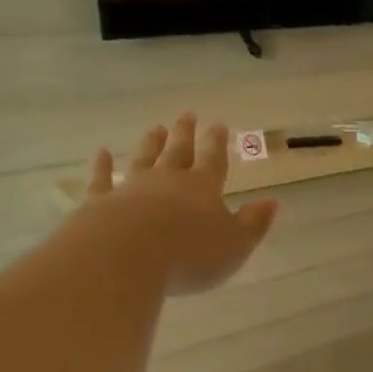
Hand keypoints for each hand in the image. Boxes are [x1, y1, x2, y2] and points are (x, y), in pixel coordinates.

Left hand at [85, 114, 278, 295]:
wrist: (127, 256)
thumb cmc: (190, 254)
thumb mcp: (234, 245)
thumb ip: (253, 224)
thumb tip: (272, 202)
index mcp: (203, 188)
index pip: (213, 160)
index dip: (217, 143)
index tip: (218, 125)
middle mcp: (167, 180)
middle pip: (177, 152)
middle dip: (185, 133)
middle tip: (187, 114)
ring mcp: (131, 188)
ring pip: (143, 159)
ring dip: (151, 144)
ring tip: (156, 128)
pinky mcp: (100, 202)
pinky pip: (102, 179)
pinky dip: (102, 165)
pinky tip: (101, 153)